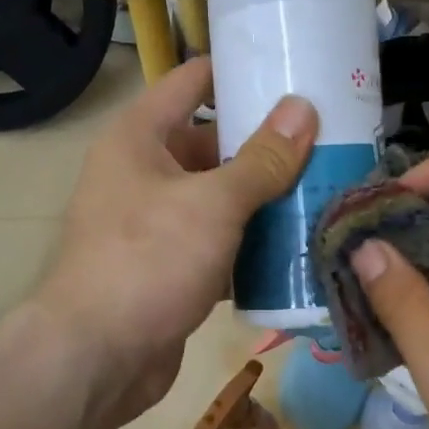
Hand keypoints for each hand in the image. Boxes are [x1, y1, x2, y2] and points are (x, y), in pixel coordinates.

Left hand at [35, 57, 316, 428]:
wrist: (99, 356)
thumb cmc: (148, 261)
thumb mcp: (212, 203)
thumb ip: (262, 159)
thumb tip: (303, 109)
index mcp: (140, 137)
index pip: (193, 81)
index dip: (241, 72)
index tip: (295, 72)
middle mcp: (144, 173)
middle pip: (214, 145)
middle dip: (267, 146)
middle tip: (329, 142)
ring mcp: (157, 224)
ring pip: (220, 199)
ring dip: (266, 200)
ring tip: (327, 189)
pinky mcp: (171, 268)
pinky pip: (219, 243)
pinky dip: (251, 245)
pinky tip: (298, 246)